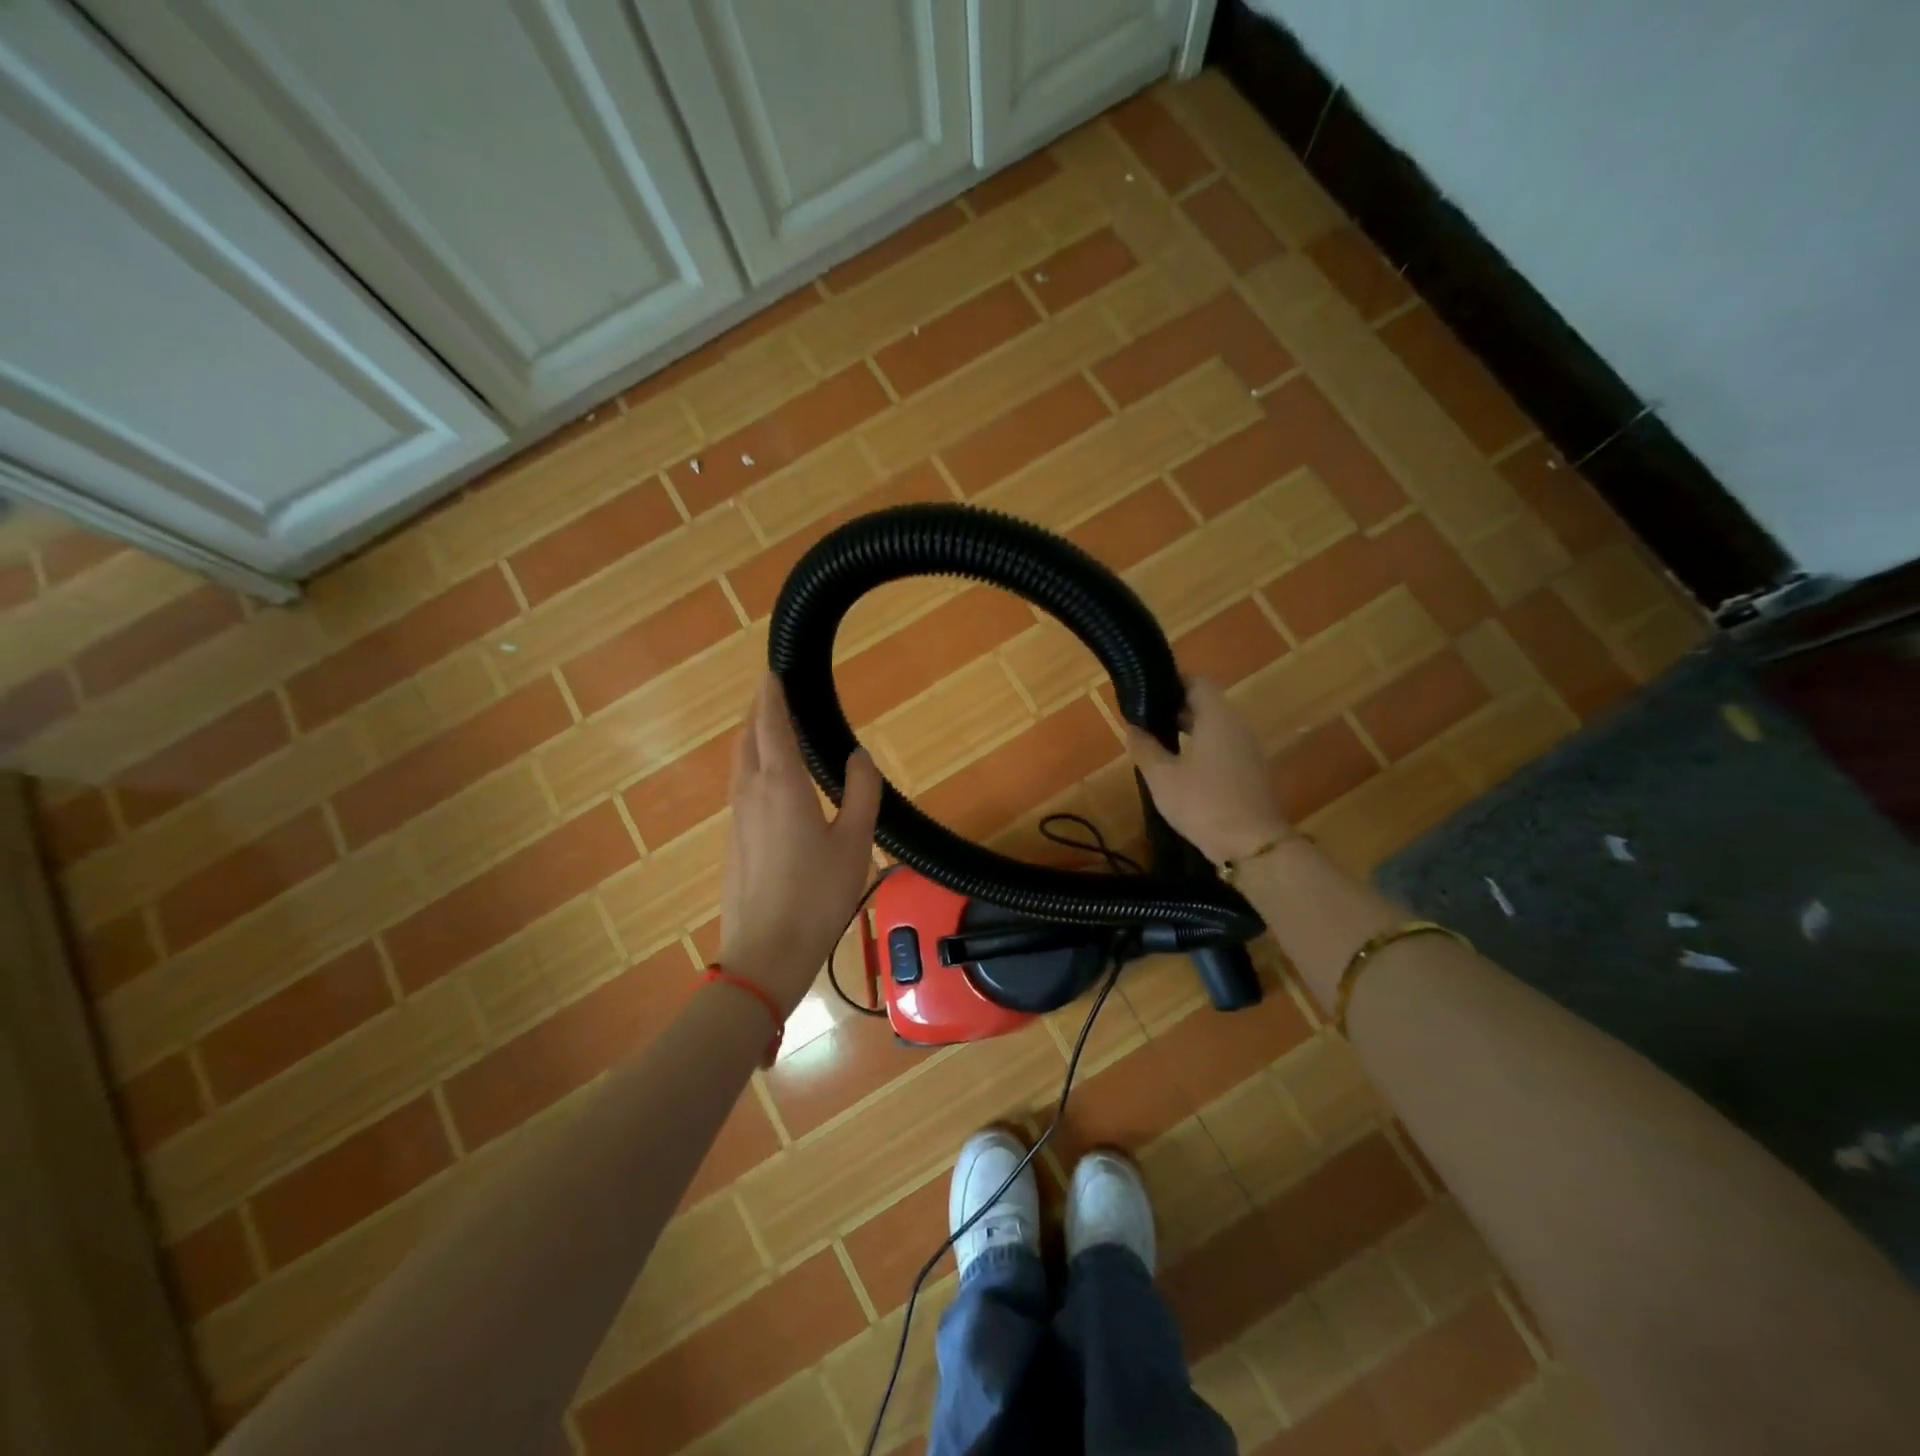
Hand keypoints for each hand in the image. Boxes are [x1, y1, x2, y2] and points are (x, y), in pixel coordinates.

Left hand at [719, 674, 881, 1013]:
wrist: (764, 954)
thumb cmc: (817, 895)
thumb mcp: (855, 843)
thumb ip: (862, 793)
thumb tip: (860, 756)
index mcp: (781, 784)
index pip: (770, 724)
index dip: (770, 694)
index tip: (773, 670)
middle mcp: (750, 791)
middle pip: (747, 736)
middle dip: (758, 709)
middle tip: (774, 691)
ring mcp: (736, 817)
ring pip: (739, 761)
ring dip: (751, 736)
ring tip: (770, 726)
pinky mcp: (732, 839)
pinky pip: (739, 785)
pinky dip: (751, 764)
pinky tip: (768, 779)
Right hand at [1125, 676, 1290, 864]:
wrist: (1253, 846)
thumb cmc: (1204, 804)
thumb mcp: (1163, 777)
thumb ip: (1145, 748)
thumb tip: (1132, 727)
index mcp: (1217, 717)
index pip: (1196, 682)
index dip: (1171, 682)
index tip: (1146, 692)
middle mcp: (1237, 725)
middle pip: (1206, 702)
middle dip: (1175, 706)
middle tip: (1145, 717)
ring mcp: (1247, 749)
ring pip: (1215, 725)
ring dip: (1188, 727)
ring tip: (1157, 740)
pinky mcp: (1250, 770)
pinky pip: (1223, 745)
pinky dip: (1201, 746)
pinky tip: (1179, 765)